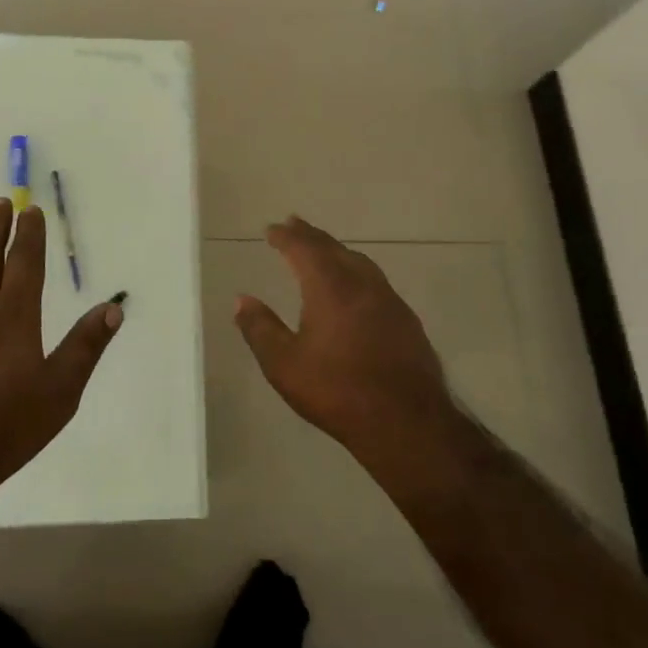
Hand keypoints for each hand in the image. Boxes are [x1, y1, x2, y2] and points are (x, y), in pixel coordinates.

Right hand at [236, 216, 455, 469]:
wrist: (407, 423)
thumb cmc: (338, 391)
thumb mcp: (284, 365)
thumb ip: (260, 329)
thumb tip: (241, 300)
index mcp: (329, 287)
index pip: (304, 248)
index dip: (286, 236)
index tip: (272, 228)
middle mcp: (361, 283)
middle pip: (333, 248)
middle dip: (311, 235)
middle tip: (294, 224)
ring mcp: (389, 300)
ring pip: (359, 261)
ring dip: (337, 250)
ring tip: (323, 249)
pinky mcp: (406, 320)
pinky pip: (376, 280)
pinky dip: (357, 270)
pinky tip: (356, 287)